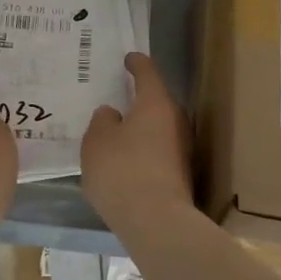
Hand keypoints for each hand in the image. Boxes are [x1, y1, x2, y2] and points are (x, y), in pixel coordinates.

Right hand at [81, 53, 194, 231]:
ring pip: (159, 127)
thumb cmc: (122, 171)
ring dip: (141, 127)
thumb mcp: (97, 142)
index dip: (136, 64)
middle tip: (117, 97)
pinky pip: (159, 150)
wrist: (156, 221)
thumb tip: (112, 114)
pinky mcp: (181, 173)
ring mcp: (183, 148)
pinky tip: (127, 159)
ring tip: (118, 131)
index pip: (147, 73)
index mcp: (156, 103)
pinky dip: (144, 149)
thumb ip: (102, 122)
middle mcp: (176, 120)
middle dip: (139, 99)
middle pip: (157, 101)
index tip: (128, 58)